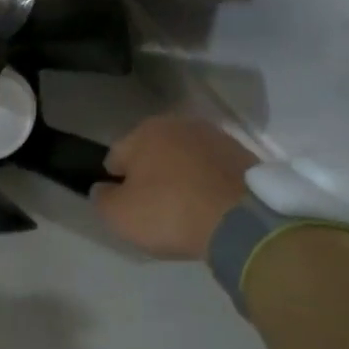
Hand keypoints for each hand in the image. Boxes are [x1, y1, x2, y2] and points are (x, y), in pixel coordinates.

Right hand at [91, 114, 256, 258]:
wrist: (245, 223)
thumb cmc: (171, 213)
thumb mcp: (119, 215)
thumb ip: (102, 198)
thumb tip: (103, 189)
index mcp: (145, 131)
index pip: (116, 156)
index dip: (116, 183)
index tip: (126, 206)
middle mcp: (180, 124)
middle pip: (153, 153)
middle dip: (150, 175)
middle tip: (155, 208)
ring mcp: (217, 138)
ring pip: (185, 159)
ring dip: (181, 177)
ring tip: (186, 210)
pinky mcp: (245, 157)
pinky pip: (213, 171)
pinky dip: (208, 184)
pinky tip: (210, 208)